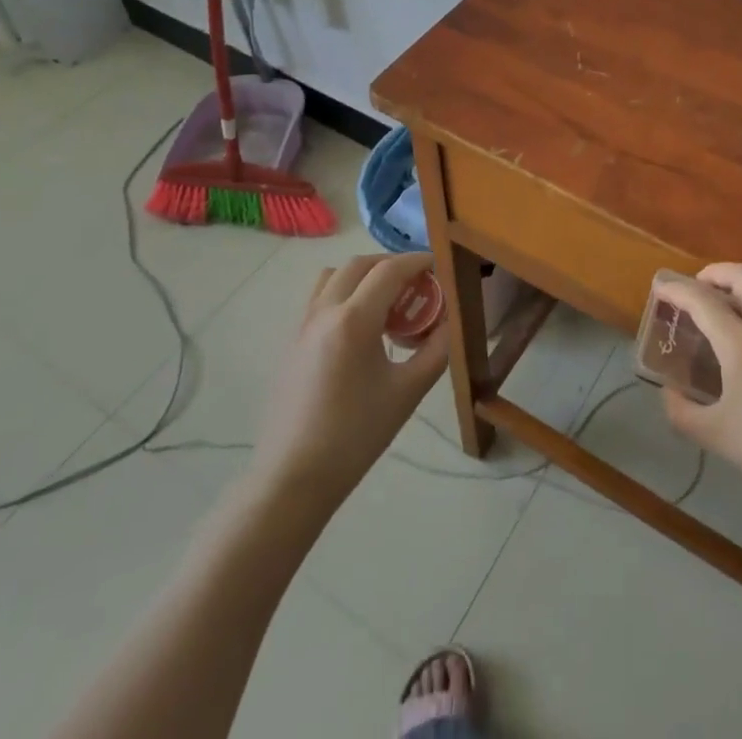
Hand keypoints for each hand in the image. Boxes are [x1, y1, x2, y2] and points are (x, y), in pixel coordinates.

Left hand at [249, 252, 448, 510]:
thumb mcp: (408, 392)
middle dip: (391, 265)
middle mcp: (325, 311)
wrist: (293, 479)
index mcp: (354, 319)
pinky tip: (361, 330)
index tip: (438, 265)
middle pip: (359, 265)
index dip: (417, 261)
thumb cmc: (355, 435)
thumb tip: (449, 321)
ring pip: (334, 277)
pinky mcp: (291, 343)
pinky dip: (344, 294)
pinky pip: (320, 299)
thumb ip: (436, 350)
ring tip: (386, 302)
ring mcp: (303, 325)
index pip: (390, 270)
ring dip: (363, 276)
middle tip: (416, 283)